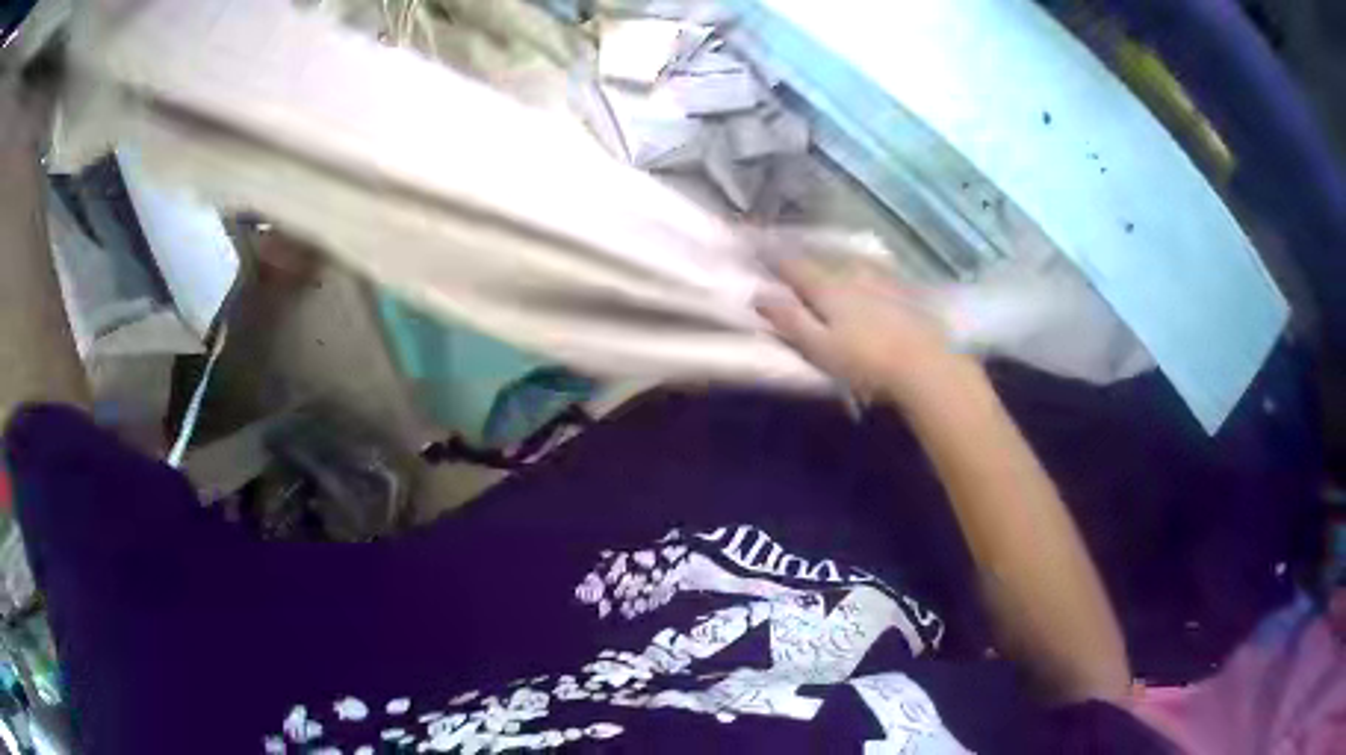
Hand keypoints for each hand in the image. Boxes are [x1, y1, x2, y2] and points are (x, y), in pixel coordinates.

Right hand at [756, 257, 978, 407]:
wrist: (926, 364)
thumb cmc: (866, 361)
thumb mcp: (820, 347)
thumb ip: (789, 320)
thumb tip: (759, 295)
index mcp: (827, 287)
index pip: (793, 265)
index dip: (772, 257)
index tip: (755, 247)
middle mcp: (852, 275)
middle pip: (822, 263)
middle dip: (804, 261)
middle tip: (791, 261)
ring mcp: (881, 281)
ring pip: (850, 267)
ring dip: (835, 266)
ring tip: (828, 271)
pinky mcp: (903, 292)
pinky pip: (874, 275)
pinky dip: (862, 276)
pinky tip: (867, 284)